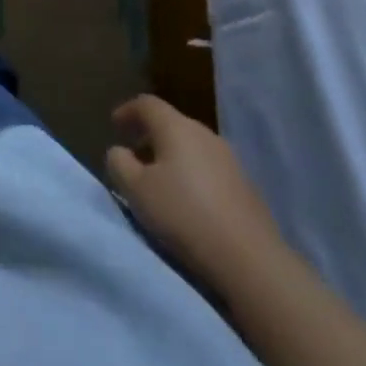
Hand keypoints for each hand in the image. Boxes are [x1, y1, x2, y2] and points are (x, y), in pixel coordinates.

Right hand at [105, 94, 284, 285]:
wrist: (251, 261)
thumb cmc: (183, 215)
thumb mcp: (135, 189)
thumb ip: (119, 163)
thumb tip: (120, 152)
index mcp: (176, 127)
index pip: (147, 104)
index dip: (127, 111)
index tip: (114, 126)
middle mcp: (205, 135)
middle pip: (172, 123)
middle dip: (150, 134)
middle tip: (134, 154)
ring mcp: (231, 161)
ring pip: (193, 147)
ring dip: (172, 156)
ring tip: (160, 181)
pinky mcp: (247, 188)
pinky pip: (210, 169)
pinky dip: (193, 174)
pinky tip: (189, 201)